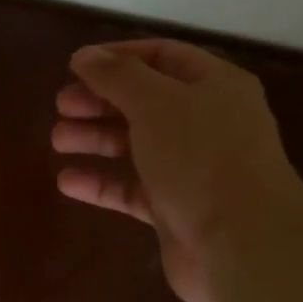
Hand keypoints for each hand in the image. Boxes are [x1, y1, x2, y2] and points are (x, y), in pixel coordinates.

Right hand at [52, 40, 302, 301]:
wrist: (244, 246)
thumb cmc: (202, 157)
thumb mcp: (156, 102)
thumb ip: (116, 76)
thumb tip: (84, 55)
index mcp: (215, 86)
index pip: (163, 56)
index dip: (119, 57)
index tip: (77, 65)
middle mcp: (207, 123)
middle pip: (145, 101)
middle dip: (101, 101)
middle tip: (61, 105)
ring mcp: (193, 169)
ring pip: (136, 145)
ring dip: (96, 139)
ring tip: (58, 140)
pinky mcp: (177, 210)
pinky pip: (133, 189)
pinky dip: (102, 183)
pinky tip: (67, 182)